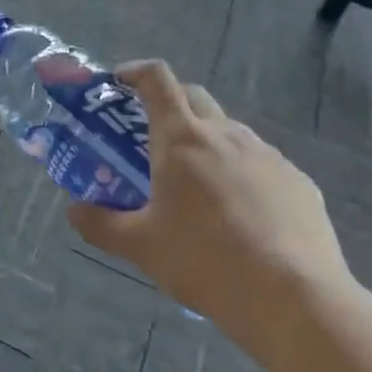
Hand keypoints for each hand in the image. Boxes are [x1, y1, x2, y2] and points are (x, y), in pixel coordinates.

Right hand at [68, 62, 356, 369]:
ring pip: (229, 131)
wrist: (295, 300)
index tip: (119, 82)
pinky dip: (241, 173)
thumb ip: (100, 224)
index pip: (157, 79)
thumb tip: (73, 211)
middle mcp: (226, 134)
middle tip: (151, 135)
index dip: (136, 72)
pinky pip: (261, 164)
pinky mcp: (299, 182)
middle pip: (194, 96)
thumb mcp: (141, 247)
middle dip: (169, 102)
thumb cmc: (205, 262)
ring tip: (196, 182)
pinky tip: (240, 214)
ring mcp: (268, 156)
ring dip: (207, 140)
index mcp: (182, 138)